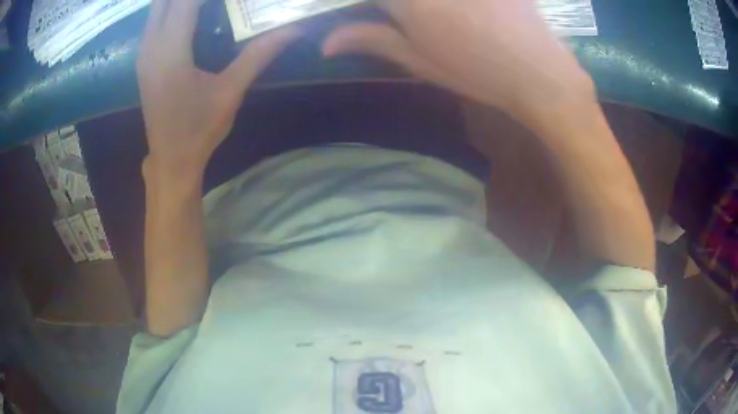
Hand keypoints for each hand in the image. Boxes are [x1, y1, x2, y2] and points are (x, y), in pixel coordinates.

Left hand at [137, 0, 300, 172]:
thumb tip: (295, 28)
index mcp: (170, 51)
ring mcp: (144, 52)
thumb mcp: (231, 91)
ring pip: (156, 6)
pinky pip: (154, 19)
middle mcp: (151, 45)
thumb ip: (259, 54)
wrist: (170, 160)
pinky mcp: (144, 59)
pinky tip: (191, 8)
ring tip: (206, 2)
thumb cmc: (199, 129)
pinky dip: (171, 6)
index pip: (186, 0)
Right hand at [322, 0, 594, 122]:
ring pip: (421, 0)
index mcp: (406, 1)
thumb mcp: (418, 60)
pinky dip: (449, 6)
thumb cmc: (476, 71)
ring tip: (435, 25)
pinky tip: (460, 15)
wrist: (538, 72)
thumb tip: (325, 43)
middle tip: (408, 24)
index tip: (364, 16)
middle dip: (393, 11)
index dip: (358, 7)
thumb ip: (371, 40)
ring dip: (420, 11)